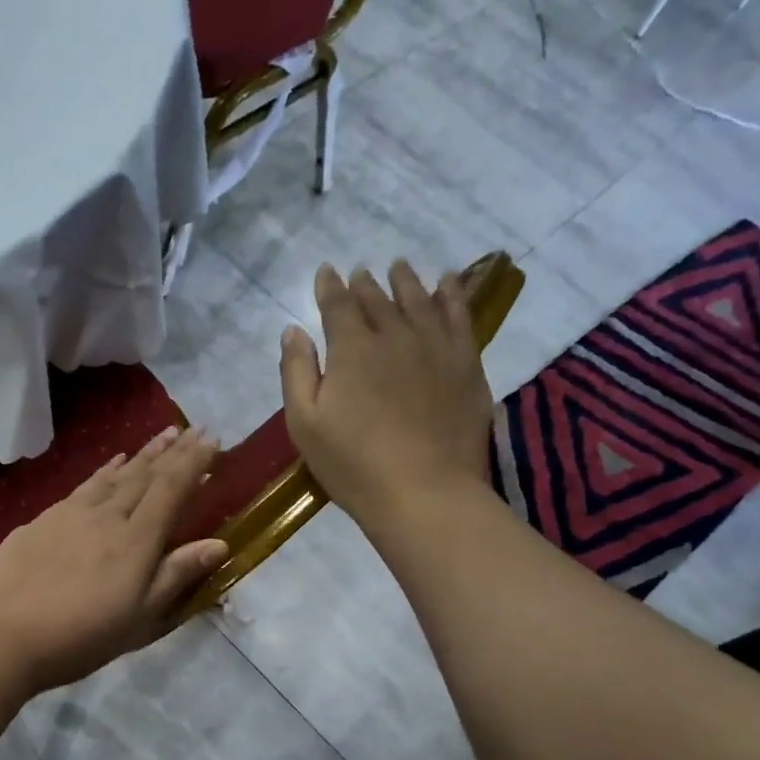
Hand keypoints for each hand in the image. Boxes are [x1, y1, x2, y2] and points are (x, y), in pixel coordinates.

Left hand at [0, 426, 228, 692]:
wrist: (2, 635)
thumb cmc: (80, 637)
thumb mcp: (139, 618)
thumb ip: (176, 576)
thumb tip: (219, 543)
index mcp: (136, 541)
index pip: (171, 489)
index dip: (194, 463)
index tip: (213, 441)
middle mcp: (107, 516)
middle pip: (145, 475)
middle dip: (173, 451)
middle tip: (193, 429)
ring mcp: (71, 513)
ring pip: (115, 474)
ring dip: (142, 454)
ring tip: (162, 435)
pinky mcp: (43, 519)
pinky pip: (85, 484)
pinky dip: (104, 469)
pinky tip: (111, 462)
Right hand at [279, 260, 493, 530]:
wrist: (424, 493)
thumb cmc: (353, 465)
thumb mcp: (305, 425)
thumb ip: (296, 373)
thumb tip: (293, 330)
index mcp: (351, 349)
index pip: (338, 305)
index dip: (330, 287)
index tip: (326, 272)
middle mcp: (394, 335)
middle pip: (378, 299)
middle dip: (365, 284)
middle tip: (361, 272)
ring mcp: (435, 346)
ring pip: (419, 300)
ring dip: (407, 281)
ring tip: (400, 267)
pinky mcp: (466, 364)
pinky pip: (459, 316)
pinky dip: (452, 295)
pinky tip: (448, 284)